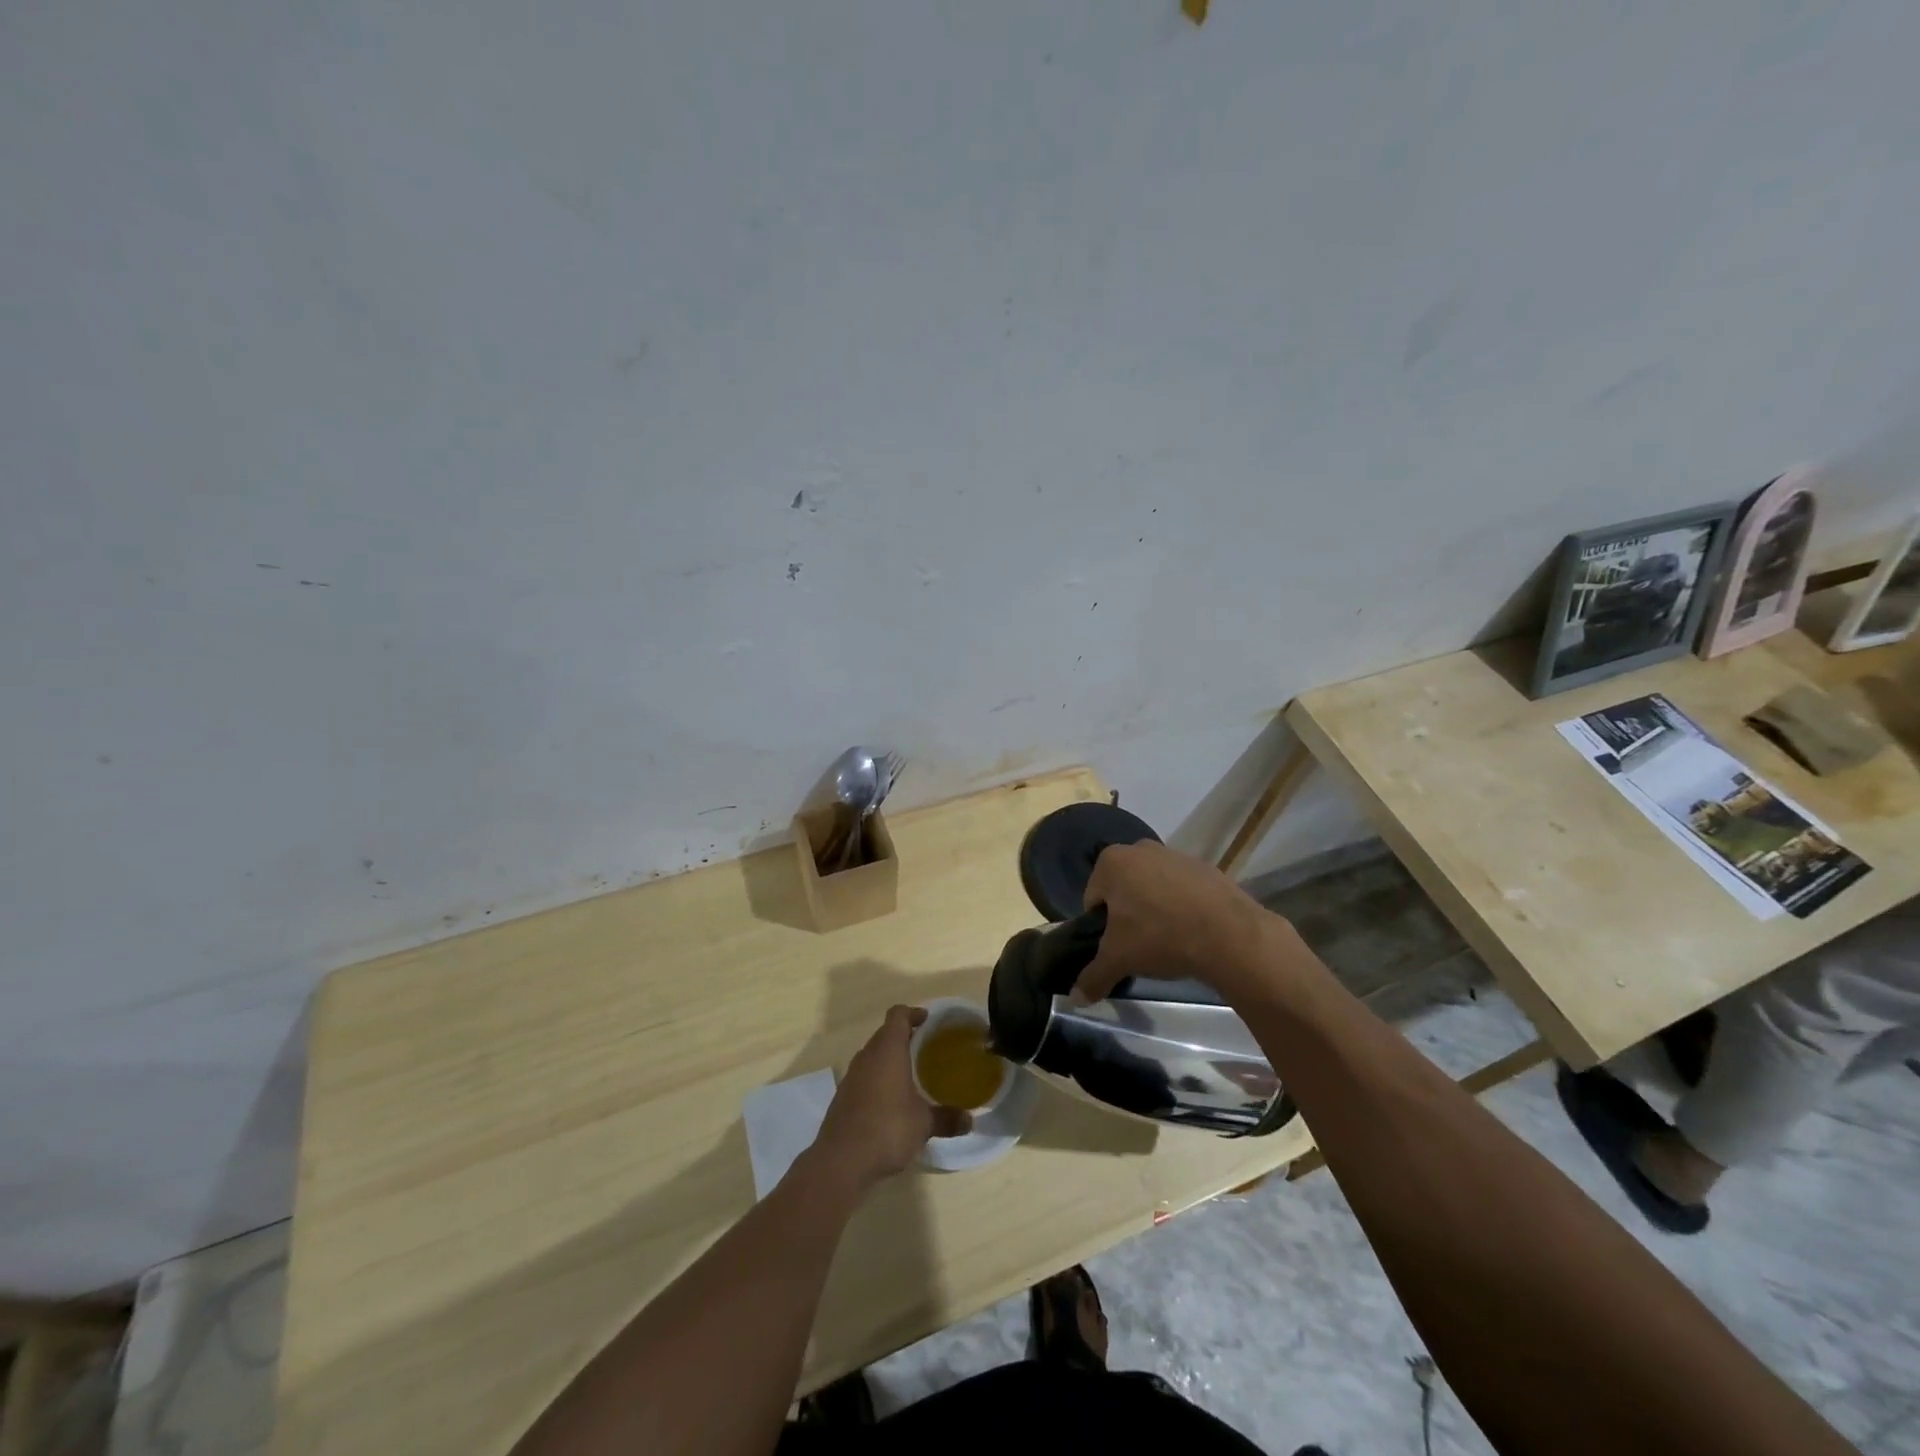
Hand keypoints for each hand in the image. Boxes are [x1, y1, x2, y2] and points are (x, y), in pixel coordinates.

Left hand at [810, 1006, 970, 1193]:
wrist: (840, 1161)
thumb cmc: (887, 1129)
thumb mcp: (923, 1124)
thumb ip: (947, 1118)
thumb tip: (970, 1120)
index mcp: (888, 1050)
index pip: (898, 1015)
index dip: (912, 1013)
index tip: (927, 1020)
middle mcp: (867, 1056)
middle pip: (885, 1033)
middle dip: (903, 1036)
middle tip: (925, 1047)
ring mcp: (851, 1076)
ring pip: (872, 1055)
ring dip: (889, 1058)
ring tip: (910, 1074)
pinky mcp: (842, 1097)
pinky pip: (863, 1076)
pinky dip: (877, 1079)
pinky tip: (890, 1101)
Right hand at [1075, 840, 1291, 1005]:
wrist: (1229, 934)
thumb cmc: (1160, 937)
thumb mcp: (1119, 960)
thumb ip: (1093, 977)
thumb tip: (1076, 999)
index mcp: (1112, 862)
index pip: (1093, 898)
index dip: (1101, 926)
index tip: (1117, 946)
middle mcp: (1140, 849)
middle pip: (1123, 889)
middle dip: (1128, 913)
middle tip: (1140, 944)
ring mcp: (1175, 854)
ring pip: (1153, 887)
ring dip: (1155, 908)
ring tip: (1168, 939)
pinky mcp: (1204, 866)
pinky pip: (1182, 888)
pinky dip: (1182, 905)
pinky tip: (1192, 930)